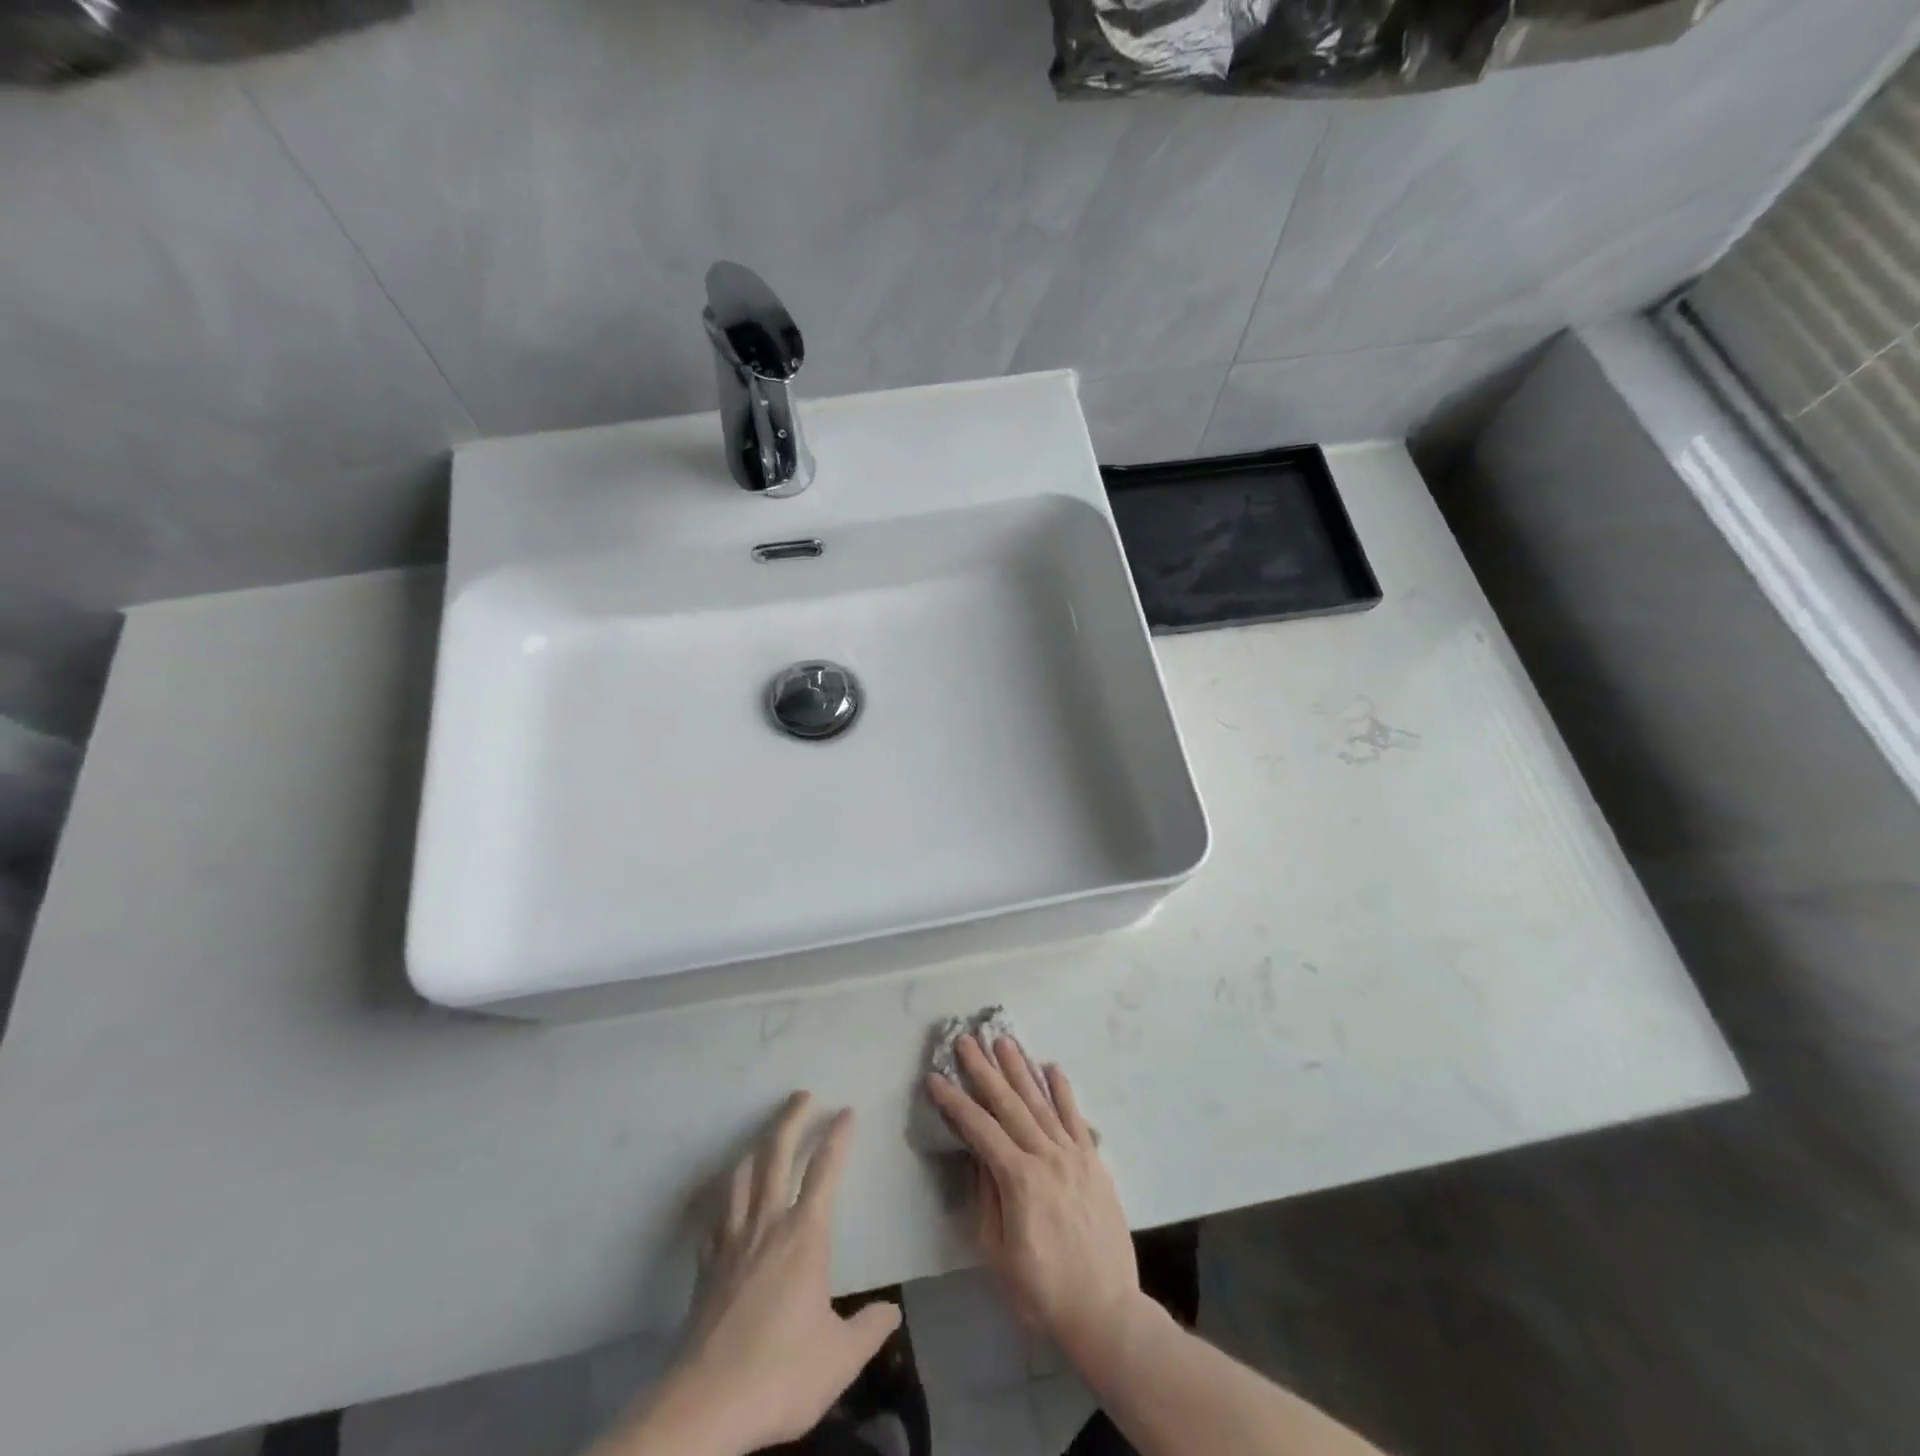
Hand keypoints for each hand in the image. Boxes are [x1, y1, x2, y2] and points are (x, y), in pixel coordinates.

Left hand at [604, 1093, 899, 1455]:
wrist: (704, 1406)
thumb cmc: (780, 1373)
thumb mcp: (840, 1358)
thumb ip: (869, 1329)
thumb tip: (892, 1311)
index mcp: (804, 1235)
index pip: (825, 1170)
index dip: (838, 1136)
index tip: (846, 1110)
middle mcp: (767, 1225)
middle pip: (776, 1155)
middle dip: (791, 1119)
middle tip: (802, 1094)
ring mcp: (731, 1243)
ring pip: (741, 1178)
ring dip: (755, 1149)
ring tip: (763, 1137)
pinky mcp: (706, 1268)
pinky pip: (716, 1217)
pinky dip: (725, 1199)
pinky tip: (727, 1202)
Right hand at [926, 1037, 1140, 1366]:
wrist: (1106, 1312)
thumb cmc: (1042, 1292)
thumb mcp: (997, 1254)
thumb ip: (986, 1198)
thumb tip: (977, 1155)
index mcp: (1019, 1179)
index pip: (979, 1129)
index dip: (954, 1102)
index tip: (934, 1078)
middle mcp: (1046, 1156)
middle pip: (1009, 1104)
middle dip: (984, 1069)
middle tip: (967, 1039)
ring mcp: (1073, 1155)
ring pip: (1041, 1102)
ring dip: (1020, 1069)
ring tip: (1004, 1040)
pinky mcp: (1094, 1162)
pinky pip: (1076, 1117)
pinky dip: (1063, 1091)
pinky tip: (1051, 1068)